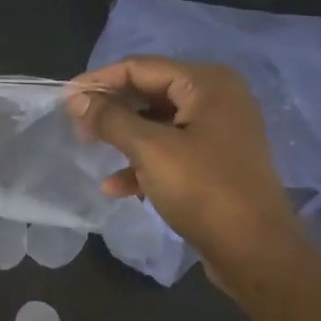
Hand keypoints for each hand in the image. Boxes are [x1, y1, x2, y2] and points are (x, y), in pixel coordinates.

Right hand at [69, 57, 299, 281]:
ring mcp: (218, 132)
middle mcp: (217, 99)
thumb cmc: (204, 190)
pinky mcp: (215, 163)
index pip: (140, 67)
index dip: (100, 80)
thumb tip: (76, 97)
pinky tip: (116, 186)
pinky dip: (143, 163)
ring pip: (157, 124)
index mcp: (207, 84)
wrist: (256, 252)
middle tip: (76, 125)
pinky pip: (170, 151)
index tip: (64, 97)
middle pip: (149, 92)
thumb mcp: (150, 150)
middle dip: (111, 109)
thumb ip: (110, 119)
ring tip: (90, 151)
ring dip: (123, 138)